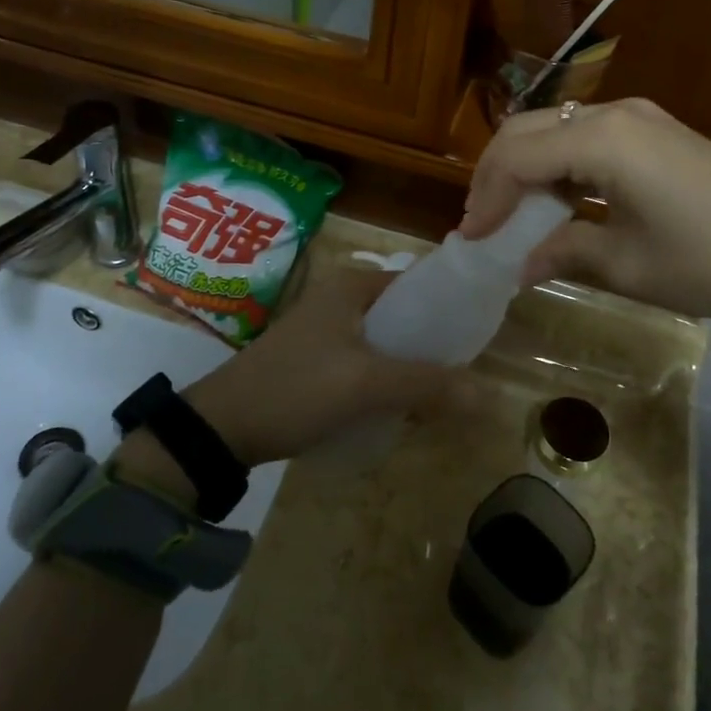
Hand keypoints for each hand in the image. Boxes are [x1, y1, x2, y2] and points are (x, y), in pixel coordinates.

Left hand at [114, 264, 457, 497]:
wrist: (222, 427)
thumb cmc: (296, 389)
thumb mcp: (365, 385)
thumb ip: (426, 385)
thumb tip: (487, 395)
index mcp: (352, 286)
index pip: (417, 284)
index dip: (449, 308)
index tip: (478, 338)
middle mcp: (339, 298)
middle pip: (403, 316)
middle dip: (432, 345)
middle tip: (462, 375)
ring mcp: (325, 329)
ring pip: (385, 342)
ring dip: (410, 366)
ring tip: (438, 395)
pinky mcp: (316, 358)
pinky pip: (365, 361)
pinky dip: (385, 378)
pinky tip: (400, 406)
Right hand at [460, 99, 710, 341]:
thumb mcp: (627, 266)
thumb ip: (563, 252)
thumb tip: (520, 266)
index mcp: (601, 141)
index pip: (516, 158)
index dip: (486, 198)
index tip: (471, 240)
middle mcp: (614, 114)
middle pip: (528, 130)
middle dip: (496, 174)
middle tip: (483, 223)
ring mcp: (640, 117)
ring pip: (556, 129)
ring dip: (527, 167)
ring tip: (513, 215)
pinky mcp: (657, 131)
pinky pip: (588, 137)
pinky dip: (561, 165)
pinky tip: (560, 200)